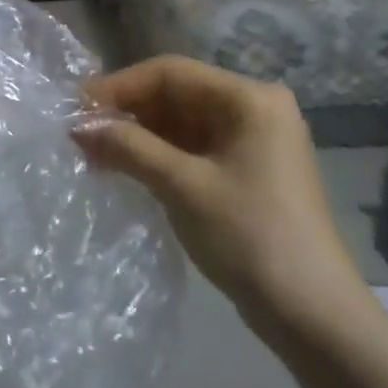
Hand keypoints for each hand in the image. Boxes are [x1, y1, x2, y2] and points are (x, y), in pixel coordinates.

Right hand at [75, 57, 371, 328]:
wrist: (311, 314)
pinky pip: (190, 147)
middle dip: (125, 112)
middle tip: (79, 133)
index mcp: (249, 99)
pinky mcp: (245, 171)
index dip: (118, 86)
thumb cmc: (249, 236)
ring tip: (92, 153)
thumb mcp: (181, 186)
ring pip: (179, 122)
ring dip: (136, 135)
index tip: (76, 107)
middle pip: (175, 94)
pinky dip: (155, 154)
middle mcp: (253, 109)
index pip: (170, 73)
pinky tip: (121, 167)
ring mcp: (251, 141)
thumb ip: (127, 147)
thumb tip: (76, 125)